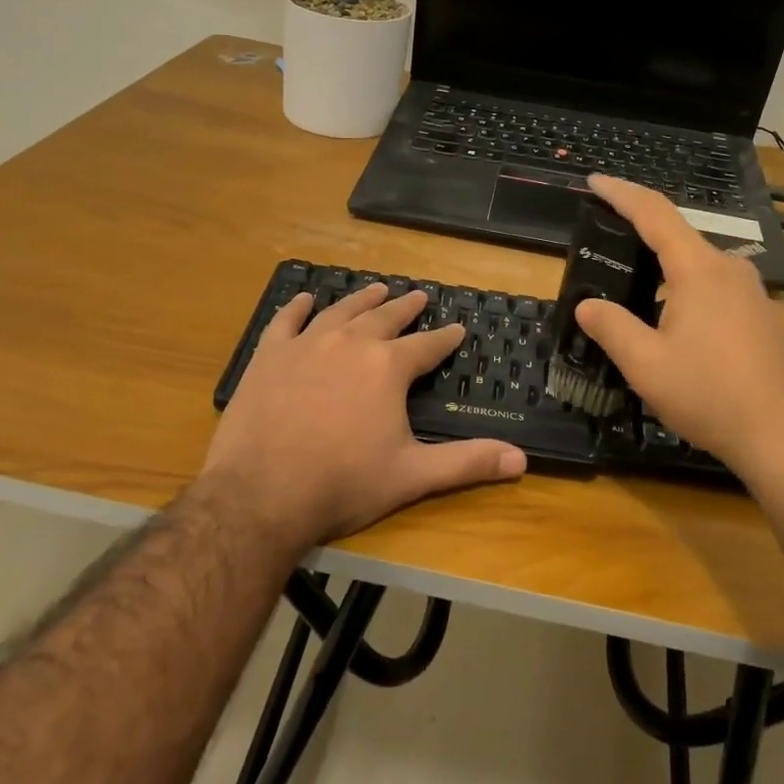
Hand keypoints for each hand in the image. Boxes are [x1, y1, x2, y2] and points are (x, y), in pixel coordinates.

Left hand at [202, 282, 527, 546]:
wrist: (261, 494)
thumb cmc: (344, 484)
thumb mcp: (413, 475)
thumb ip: (468, 462)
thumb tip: (521, 461)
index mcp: (388, 367)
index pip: (427, 345)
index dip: (445, 337)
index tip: (457, 328)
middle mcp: (351, 342)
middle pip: (385, 317)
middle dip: (405, 307)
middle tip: (417, 296)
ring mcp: (306, 344)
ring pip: (340, 310)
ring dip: (361, 299)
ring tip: (376, 290)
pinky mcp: (269, 356)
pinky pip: (286, 321)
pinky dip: (297, 308)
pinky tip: (304, 299)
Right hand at [575, 175, 783, 484]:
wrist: (783, 436)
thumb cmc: (709, 394)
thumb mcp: (646, 364)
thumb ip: (611, 328)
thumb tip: (587, 305)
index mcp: (699, 269)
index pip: (654, 213)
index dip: (621, 194)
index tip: (595, 181)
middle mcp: (729, 269)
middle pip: (677, 235)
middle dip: (639, 231)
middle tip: (604, 239)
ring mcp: (750, 292)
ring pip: (696, 263)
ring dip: (662, 265)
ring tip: (630, 282)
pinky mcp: (760, 316)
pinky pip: (713, 285)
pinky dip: (683, 287)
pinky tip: (669, 316)